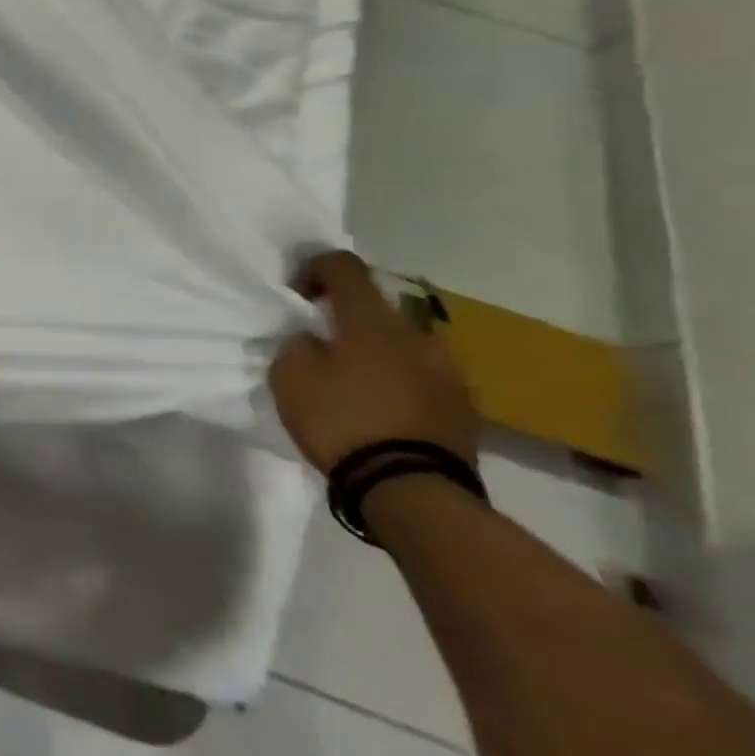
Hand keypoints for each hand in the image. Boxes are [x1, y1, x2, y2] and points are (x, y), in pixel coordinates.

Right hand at [269, 250, 482, 473]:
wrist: (411, 489)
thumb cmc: (341, 421)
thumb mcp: (291, 377)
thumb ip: (299, 345)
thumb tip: (314, 339)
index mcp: (371, 320)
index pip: (344, 266)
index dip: (315, 267)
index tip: (297, 294)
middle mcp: (416, 334)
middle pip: (377, 307)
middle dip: (349, 319)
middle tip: (323, 347)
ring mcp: (448, 371)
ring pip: (404, 344)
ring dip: (378, 352)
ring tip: (355, 383)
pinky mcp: (464, 406)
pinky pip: (423, 378)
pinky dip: (400, 382)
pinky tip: (382, 410)